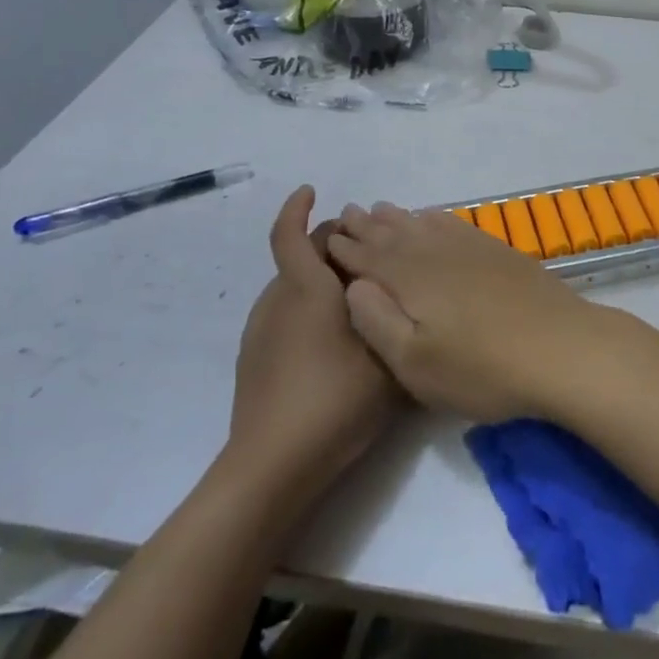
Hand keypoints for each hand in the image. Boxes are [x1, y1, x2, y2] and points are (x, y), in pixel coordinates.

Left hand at [228, 187, 399, 504]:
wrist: (273, 466)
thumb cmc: (335, 400)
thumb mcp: (388, 357)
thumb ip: (399, 318)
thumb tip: (404, 291)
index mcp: (306, 289)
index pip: (290, 234)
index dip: (297, 208)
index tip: (311, 191)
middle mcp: (278, 300)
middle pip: (301, 257)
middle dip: (331, 247)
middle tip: (370, 257)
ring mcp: (262, 330)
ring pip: (293, 287)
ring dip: (322, 280)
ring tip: (360, 299)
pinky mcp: (255, 358)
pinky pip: (285, 314)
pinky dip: (309, 308)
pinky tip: (335, 339)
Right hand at [327, 202, 608, 422]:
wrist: (560, 347)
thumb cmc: (481, 367)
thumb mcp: (414, 363)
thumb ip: (376, 320)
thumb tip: (352, 285)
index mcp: (409, 278)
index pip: (366, 257)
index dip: (344, 249)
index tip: (326, 238)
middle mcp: (434, 252)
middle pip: (391, 233)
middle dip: (365, 226)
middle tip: (346, 214)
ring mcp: (468, 248)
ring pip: (420, 223)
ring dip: (395, 217)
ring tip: (378, 210)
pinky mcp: (495, 251)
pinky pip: (452, 223)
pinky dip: (433, 217)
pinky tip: (430, 217)